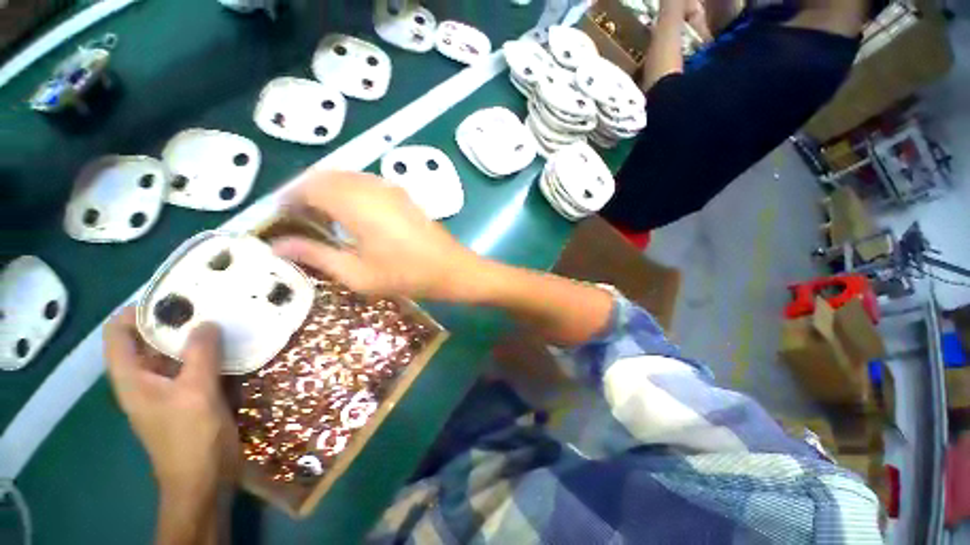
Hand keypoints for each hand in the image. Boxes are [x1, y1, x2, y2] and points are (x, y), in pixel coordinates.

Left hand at [104, 307, 237, 495]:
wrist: (204, 477)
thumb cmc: (190, 438)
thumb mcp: (195, 393)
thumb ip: (200, 355)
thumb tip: (207, 321)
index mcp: (133, 378)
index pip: (118, 334)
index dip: (136, 311)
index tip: (171, 295)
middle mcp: (146, 378)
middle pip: (149, 339)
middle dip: (173, 319)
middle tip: (206, 300)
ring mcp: (170, 387)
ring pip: (175, 352)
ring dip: (195, 335)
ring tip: (222, 316)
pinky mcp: (191, 394)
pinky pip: (196, 364)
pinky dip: (209, 352)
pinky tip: (231, 344)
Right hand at [272, 170, 482, 300]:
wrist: (451, 268)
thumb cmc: (405, 275)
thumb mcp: (356, 273)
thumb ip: (315, 255)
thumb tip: (277, 246)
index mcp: (355, 203)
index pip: (307, 188)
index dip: (288, 201)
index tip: (281, 221)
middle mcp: (370, 186)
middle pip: (325, 177)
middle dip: (305, 195)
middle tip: (300, 223)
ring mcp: (390, 187)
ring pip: (346, 177)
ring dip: (328, 192)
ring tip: (323, 221)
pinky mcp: (402, 194)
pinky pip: (365, 183)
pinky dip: (349, 192)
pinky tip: (353, 215)